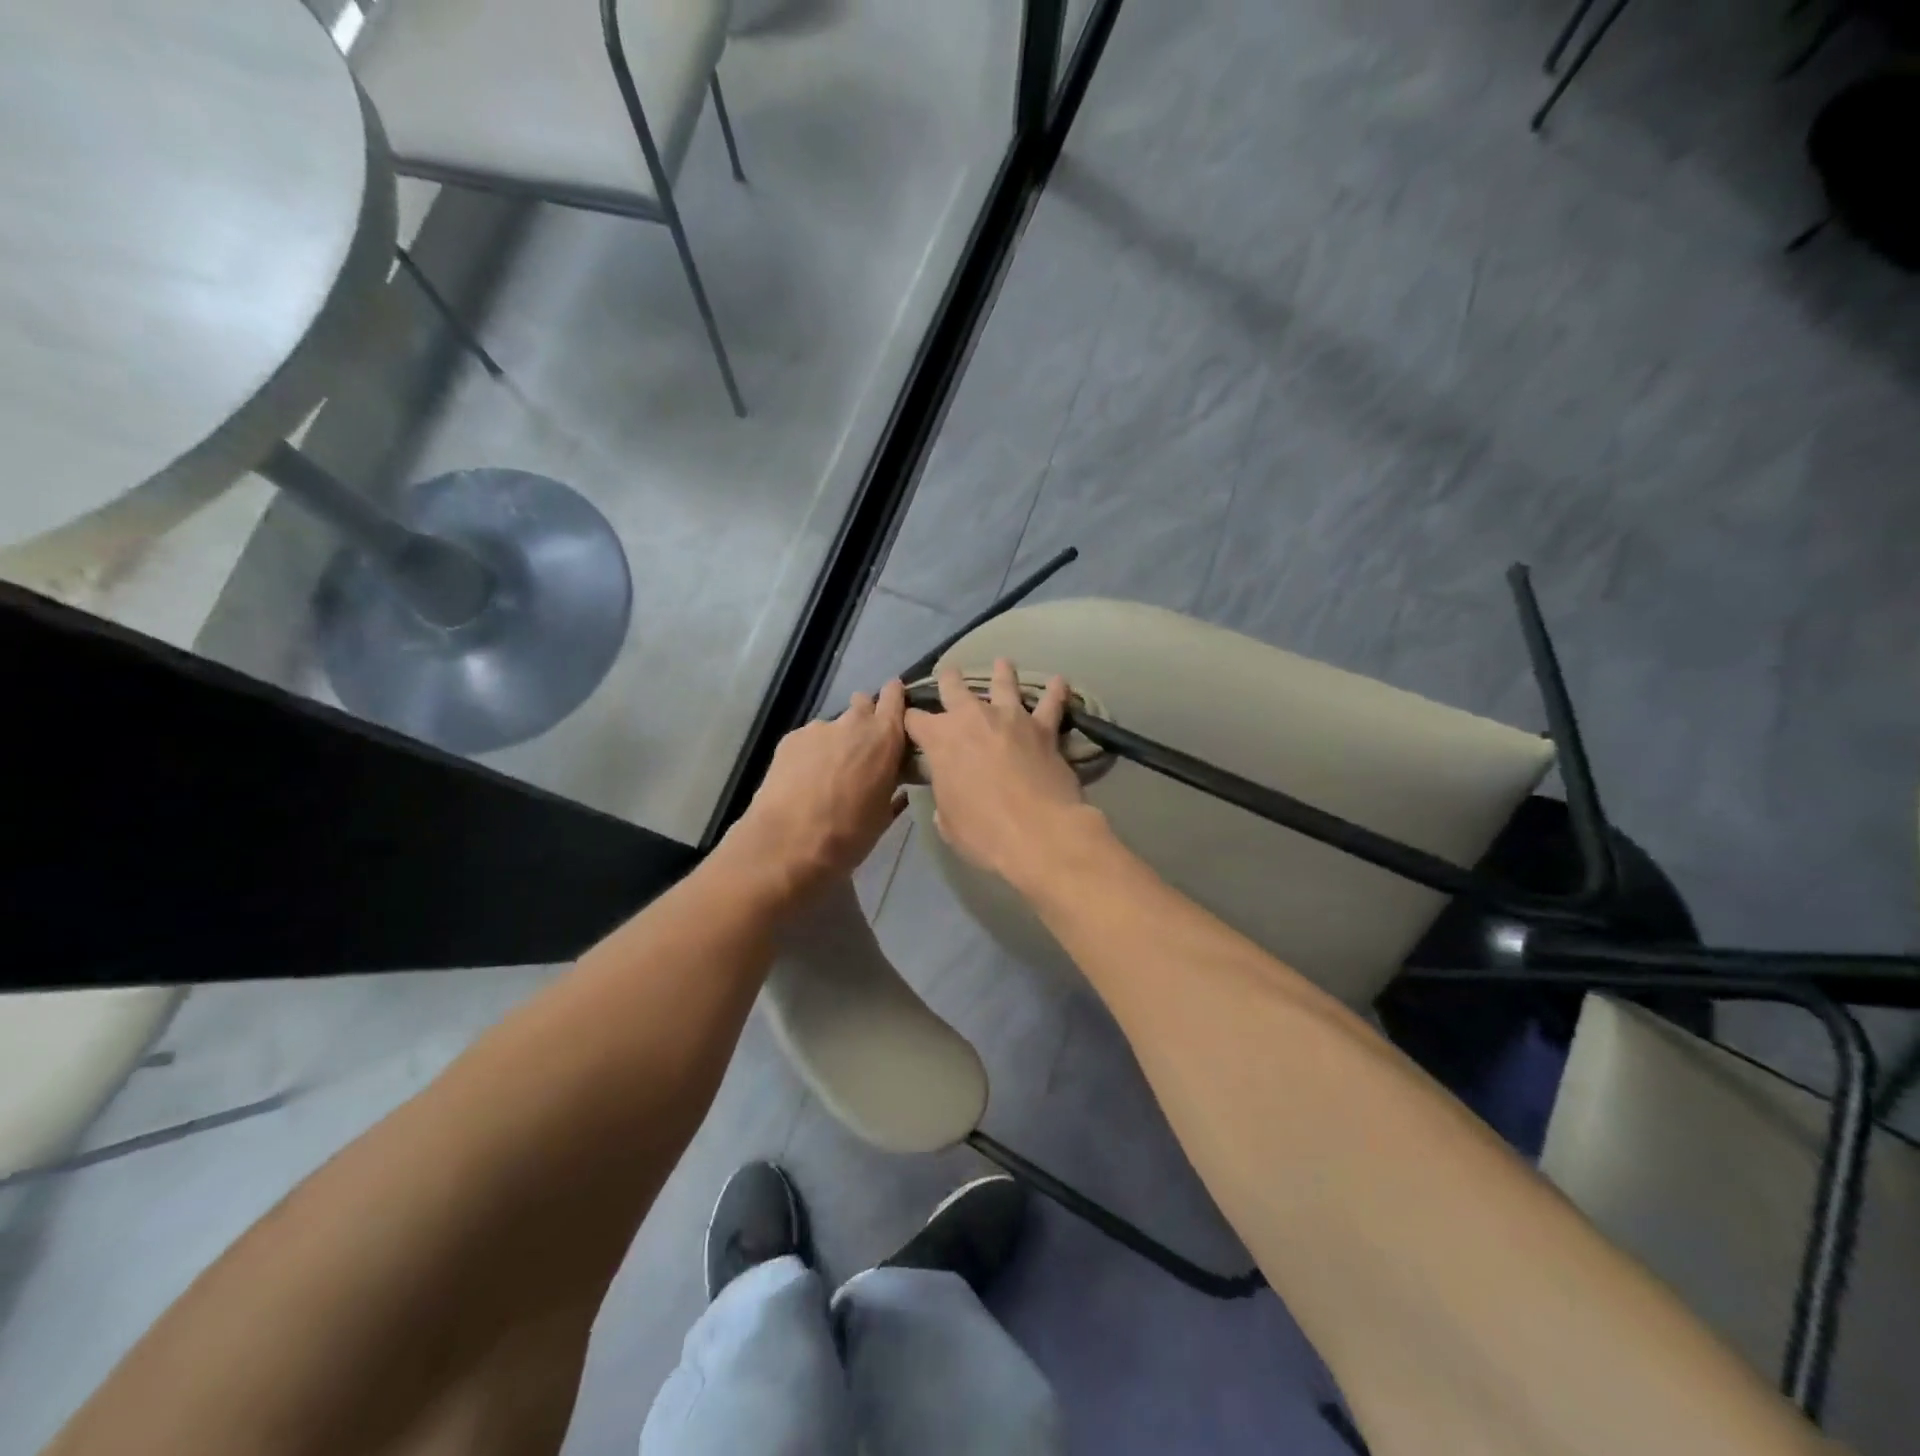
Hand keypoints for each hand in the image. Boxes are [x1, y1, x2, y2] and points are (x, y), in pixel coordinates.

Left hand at [728, 681, 908, 900]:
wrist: (787, 844)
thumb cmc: (848, 835)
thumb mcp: (883, 816)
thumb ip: (892, 789)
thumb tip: (896, 784)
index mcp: (884, 738)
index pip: (894, 696)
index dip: (896, 697)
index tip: (897, 708)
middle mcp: (852, 723)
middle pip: (862, 704)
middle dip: (865, 718)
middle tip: (863, 749)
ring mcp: (818, 728)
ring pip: (834, 725)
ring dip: (836, 740)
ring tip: (828, 772)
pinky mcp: (790, 739)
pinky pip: (809, 739)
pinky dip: (811, 753)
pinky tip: (804, 779)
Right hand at [903, 659, 1095, 888]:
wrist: (1038, 831)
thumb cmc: (982, 831)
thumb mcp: (948, 821)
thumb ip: (945, 798)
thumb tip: (948, 796)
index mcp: (940, 738)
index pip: (913, 719)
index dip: (908, 719)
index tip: (908, 720)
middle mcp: (972, 717)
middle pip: (954, 687)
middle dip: (948, 680)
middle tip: (948, 675)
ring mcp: (1010, 717)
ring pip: (1004, 683)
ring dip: (1002, 672)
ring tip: (1002, 662)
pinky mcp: (1044, 728)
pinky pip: (1052, 703)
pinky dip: (1057, 692)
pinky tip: (1061, 682)